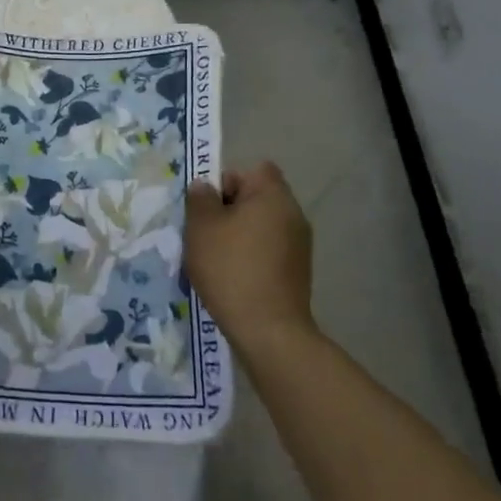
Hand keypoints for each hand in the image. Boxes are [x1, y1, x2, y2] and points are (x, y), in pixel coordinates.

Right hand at [185, 161, 316, 357]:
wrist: (269, 331)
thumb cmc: (231, 268)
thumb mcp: (201, 227)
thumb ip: (200, 198)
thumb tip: (205, 187)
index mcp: (273, 195)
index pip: (253, 169)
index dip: (228, 181)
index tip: (210, 206)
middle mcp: (293, 214)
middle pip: (257, 198)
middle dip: (230, 210)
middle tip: (206, 233)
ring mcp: (300, 245)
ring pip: (262, 225)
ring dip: (240, 235)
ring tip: (217, 259)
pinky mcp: (299, 272)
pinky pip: (269, 250)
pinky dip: (252, 257)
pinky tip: (234, 278)